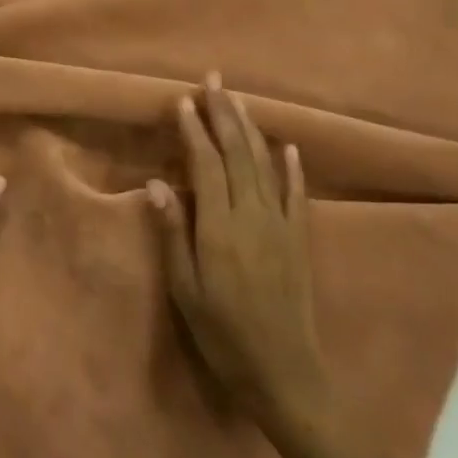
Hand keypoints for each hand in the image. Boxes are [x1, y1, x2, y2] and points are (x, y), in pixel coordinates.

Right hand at [148, 73, 331, 432]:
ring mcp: (282, 228)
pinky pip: (297, 196)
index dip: (195, 130)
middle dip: (224, 114)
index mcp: (220, 228)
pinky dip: (292, 169)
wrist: (286, 376)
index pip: (206, 165)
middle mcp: (253, 217)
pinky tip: (288, 147)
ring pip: (265, 166)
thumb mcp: (185, 290)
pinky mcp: (300, 242)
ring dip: (251, 129)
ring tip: (239, 100)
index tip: (183, 100)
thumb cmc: (223, 334)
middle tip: (214, 81)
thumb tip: (156, 183)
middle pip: (238, 154)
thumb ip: (173, 233)